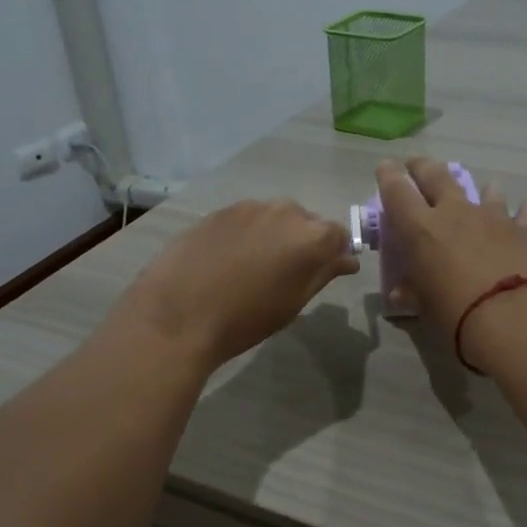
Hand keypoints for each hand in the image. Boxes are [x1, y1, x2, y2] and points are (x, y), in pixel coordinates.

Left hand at [112, 200, 358, 370]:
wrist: (179, 314)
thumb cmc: (246, 318)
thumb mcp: (293, 302)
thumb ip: (323, 273)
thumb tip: (347, 260)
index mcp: (311, 237)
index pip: (338, 235)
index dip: (333, 254)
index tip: (323, 272)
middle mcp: (285, 211)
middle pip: (306, 222)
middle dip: (303, 242)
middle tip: (286, 273)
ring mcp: (249, 207)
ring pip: (274, 218)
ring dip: (273, 236)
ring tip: (255, 266)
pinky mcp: (219, 211)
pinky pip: (246, 219)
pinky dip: (247, 234)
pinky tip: (230, 260)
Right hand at [375, 157, 526, 335]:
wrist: (511, 316)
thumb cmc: (454, 313)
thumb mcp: (423, 306)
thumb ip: (412, 293)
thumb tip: (400, 294)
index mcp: (420, 229)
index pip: (397, 191)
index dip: (388, 176)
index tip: (385, 167)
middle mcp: (454, 213)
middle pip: (435, 176)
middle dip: (423, 166)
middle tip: (416, 163)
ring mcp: (490, 217)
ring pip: (483, 190)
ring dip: (480, 188)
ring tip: (483, 187)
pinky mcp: (521, 231)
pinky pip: (522, 213)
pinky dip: (523, 209)